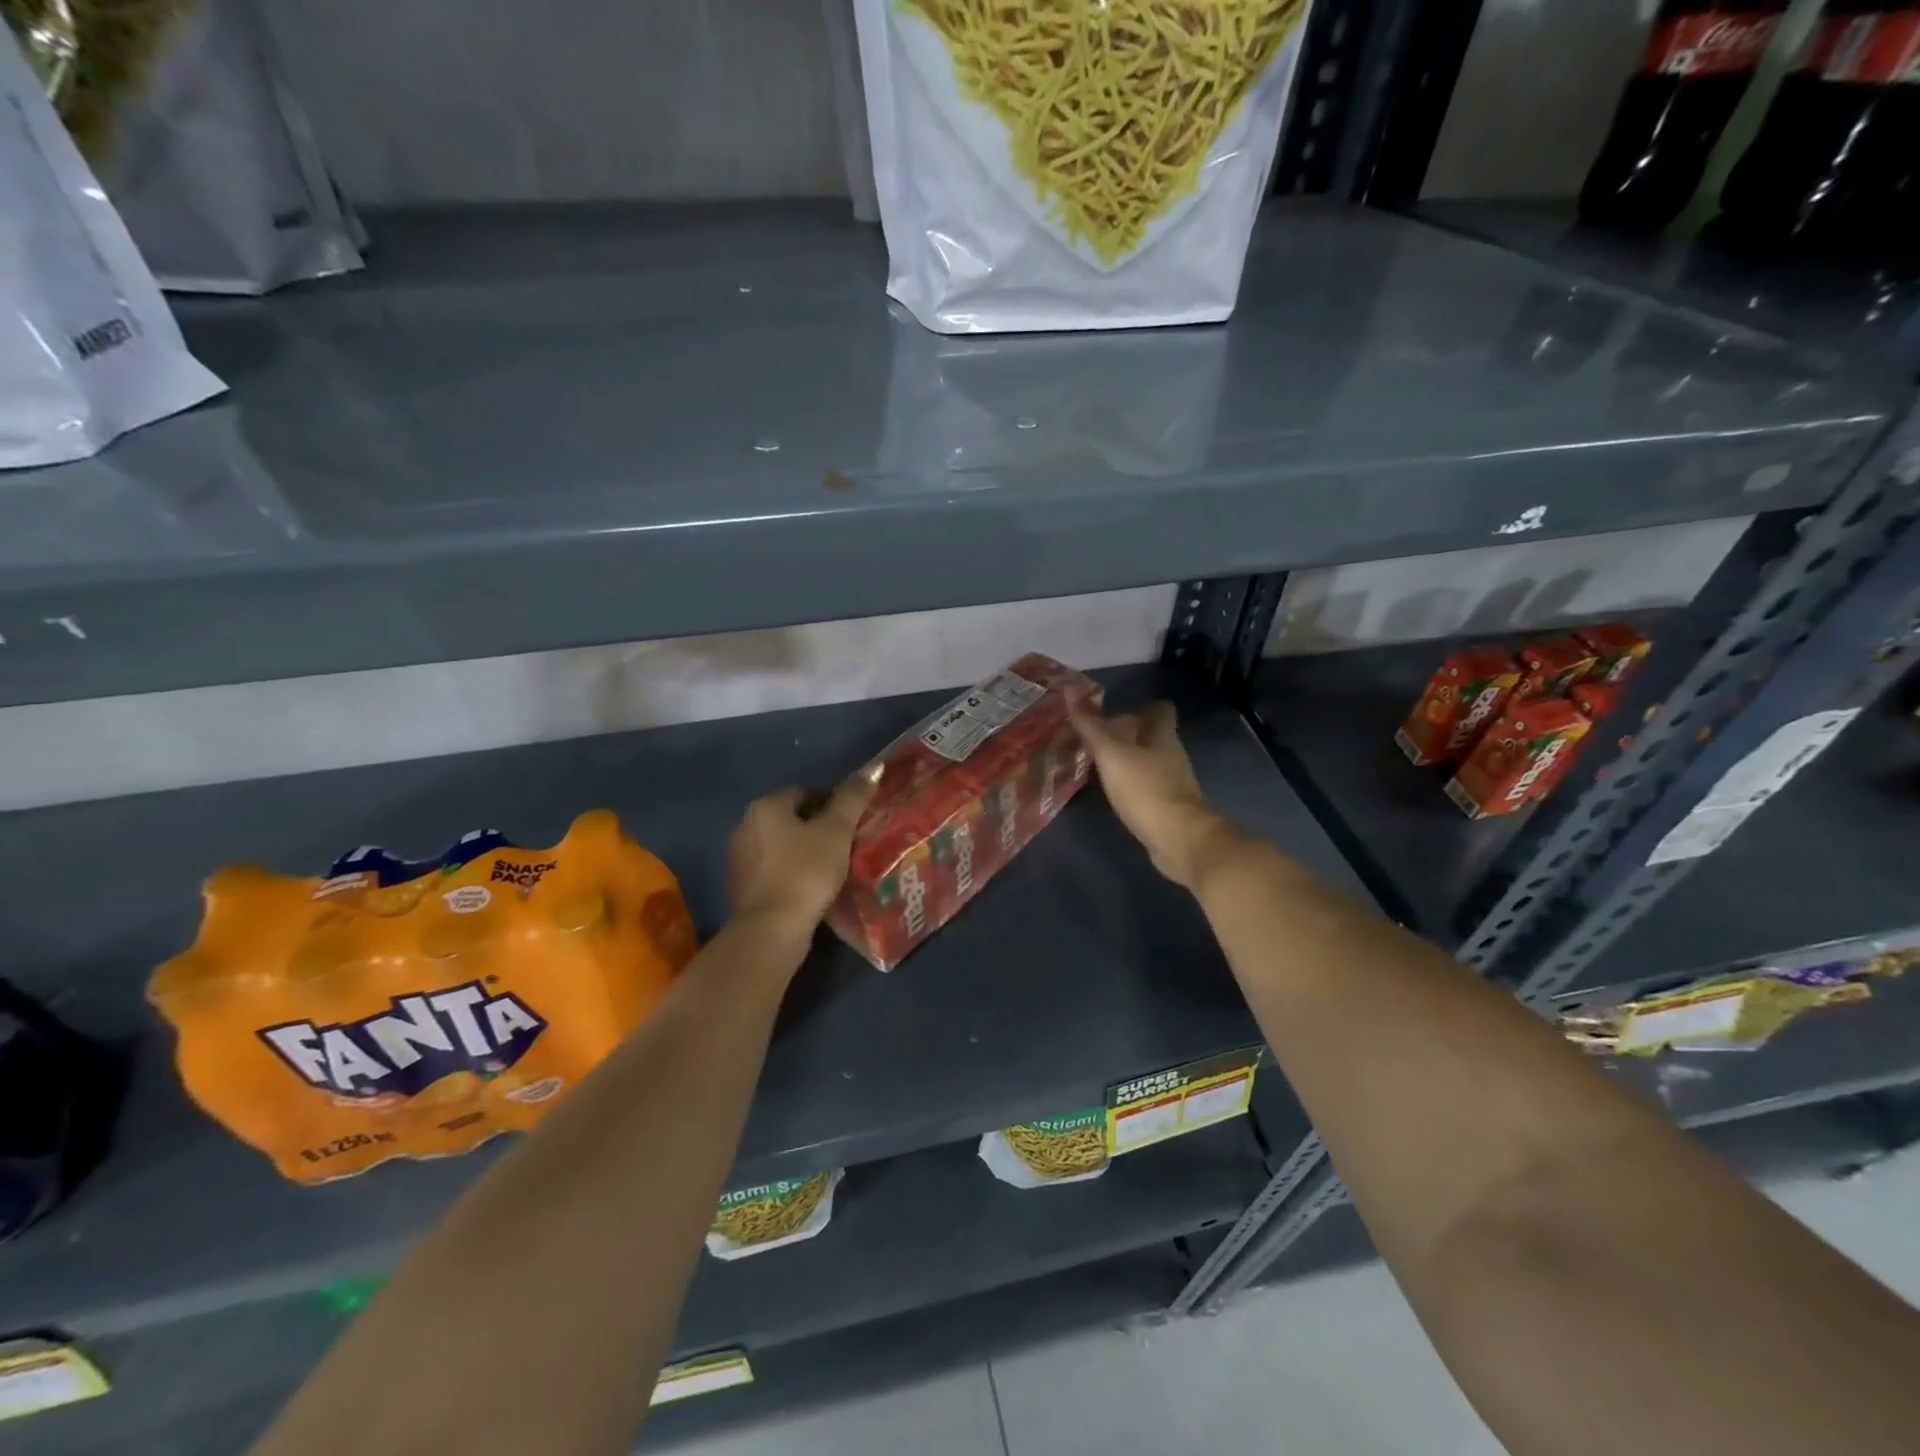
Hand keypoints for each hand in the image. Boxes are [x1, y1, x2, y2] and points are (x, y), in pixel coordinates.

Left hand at [726, 765, 883, 936]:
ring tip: (832, 867)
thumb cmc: (806, 872)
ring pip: (780, 844)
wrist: (771, 929)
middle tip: (846, 844)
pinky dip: (790, 872)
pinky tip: (810, 887)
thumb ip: (853, 798)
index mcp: (765, 806)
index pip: (805, 792)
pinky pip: (772, 869)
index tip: (853, 822)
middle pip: (790, 817)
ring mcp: (738, 857)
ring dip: (803, 850)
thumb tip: (874, 766)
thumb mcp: (836, 831)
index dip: (833, 803)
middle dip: (817, 827)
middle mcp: (744, 825)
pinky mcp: (739, 886)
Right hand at [1072, 702, 1234, 889]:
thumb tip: (1071, 691)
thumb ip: (1092, 727)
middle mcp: (1171, 756)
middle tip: (1095, 739)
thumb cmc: (1146, 789)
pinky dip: (1131, 786)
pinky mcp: (1168, 807)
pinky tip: (1112, 793)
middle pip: (1152, 737)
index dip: (1140, 707)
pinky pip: (1147, 788)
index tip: (1114, 712)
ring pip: (1149, 762)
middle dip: (1127, 735)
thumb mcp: (1112, 754)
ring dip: (1127, 761)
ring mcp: (1172, 783)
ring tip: (1097, 765)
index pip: (1160, 710)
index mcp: (1163, 736)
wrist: (1179, 839)